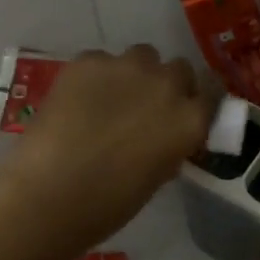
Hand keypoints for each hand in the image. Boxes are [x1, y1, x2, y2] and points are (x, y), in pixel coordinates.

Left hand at [1, 45, 218, 250]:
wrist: (49, 192)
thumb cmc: (107, 203)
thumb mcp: (156, 178)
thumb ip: (168, 146)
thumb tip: (162, 137)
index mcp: (190, 120)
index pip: (210, 95)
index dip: (194, 103)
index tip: (182, 114)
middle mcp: (166, 85)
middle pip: (179, 69)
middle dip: (166, 84)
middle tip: (145, 107)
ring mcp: (126, 66)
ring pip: (142, 56)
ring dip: (134, 73)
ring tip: (109, 98)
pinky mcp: (88, 60)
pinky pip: (100, 60)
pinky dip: (94, 76)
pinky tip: (76, 100)